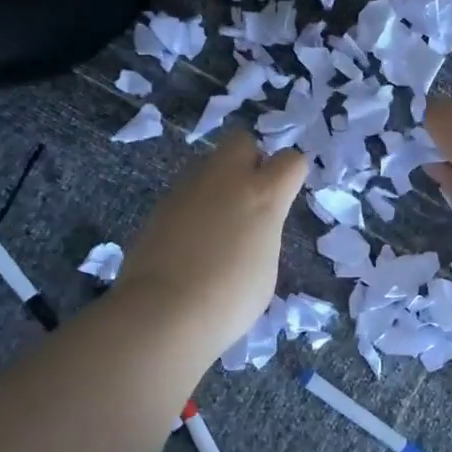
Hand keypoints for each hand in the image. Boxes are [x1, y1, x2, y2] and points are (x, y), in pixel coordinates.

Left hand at [117, 128, 306, 357]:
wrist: (164, 311)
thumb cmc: (230, 299)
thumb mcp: (265, 268)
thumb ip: (262, 234)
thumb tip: (249, 228)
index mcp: (263, 195)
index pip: (291, 160)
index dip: (291, 174)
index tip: (286, 194)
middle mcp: (226, 179)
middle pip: (242, 140)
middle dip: (249, 158)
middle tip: (249, 196)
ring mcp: (188, 188)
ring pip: (209, 164)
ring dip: (218, 183)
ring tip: (215, 224)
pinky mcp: (160, 204)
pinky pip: (185, 192)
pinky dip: (193, 207)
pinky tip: (189, 240)